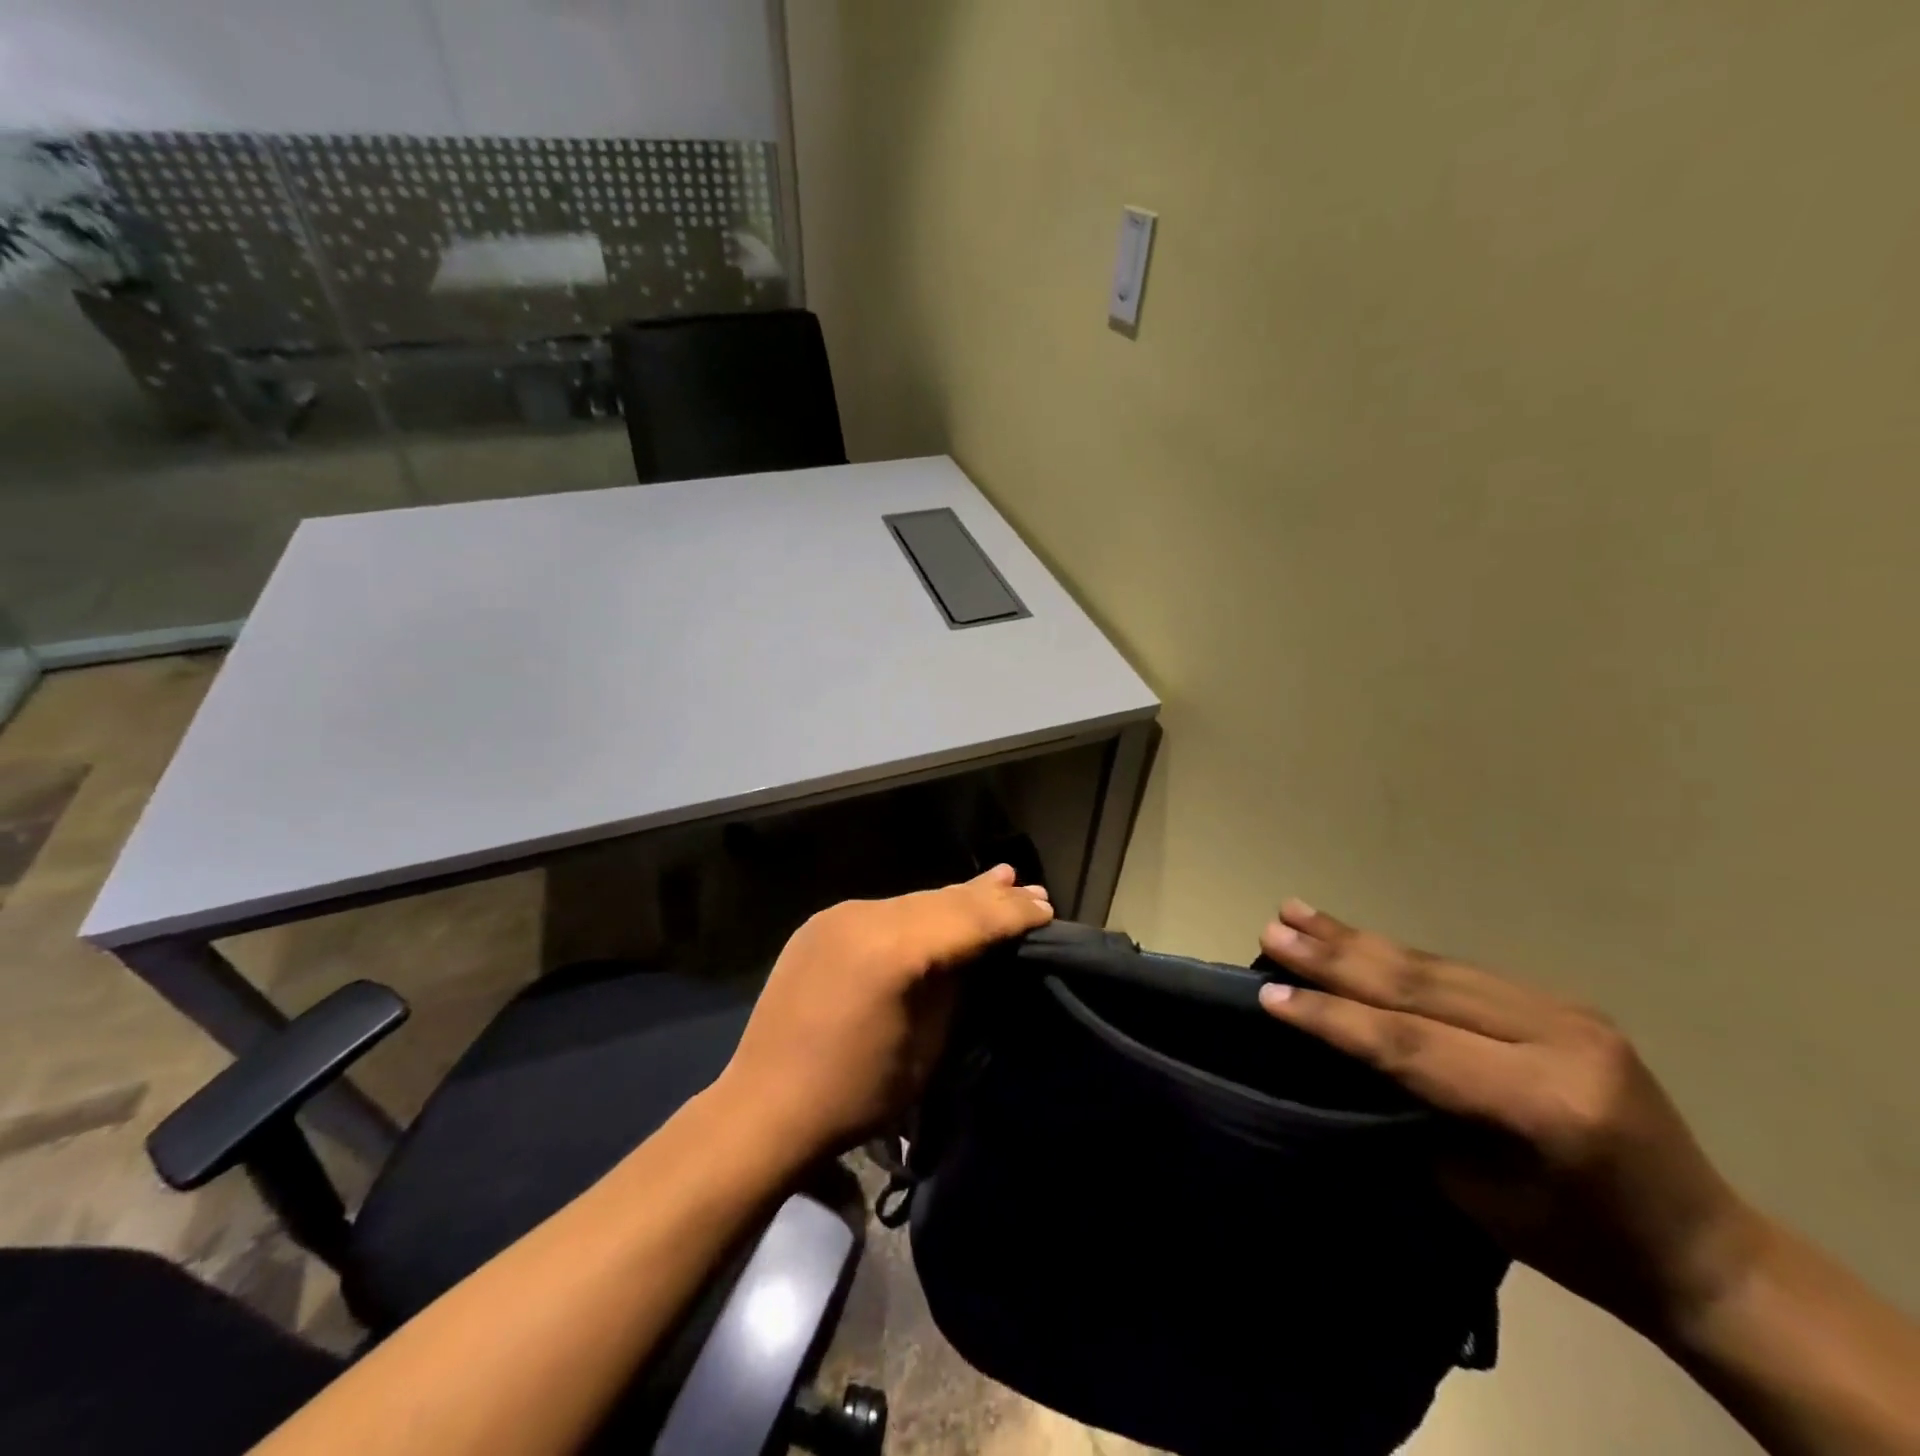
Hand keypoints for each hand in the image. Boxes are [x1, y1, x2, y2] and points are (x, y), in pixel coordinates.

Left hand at [718, 865, 1052, 1161]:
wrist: (764, 1107)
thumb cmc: (856, 1093)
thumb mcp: (926, 1047)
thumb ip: (955, 987)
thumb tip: (980, 952)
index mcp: (893, 950)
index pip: (968, 920)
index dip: (1011, 914)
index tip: (1046, 908)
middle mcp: (865, 916)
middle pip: (942, 900)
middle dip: (989, 897)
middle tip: (1032, 890)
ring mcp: (838, 915)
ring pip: (913, 902)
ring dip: (955, 899)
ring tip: (998, 881)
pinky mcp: (821, 924)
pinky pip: (884, 912)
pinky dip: (917, 912)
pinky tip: (938, 907)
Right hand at [1257, 900, 1764, 1341]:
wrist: (1704, 1248)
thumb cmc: (1582, 1244)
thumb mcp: (1481, 1195)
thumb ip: (1415, 1110)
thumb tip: (1346, 1051)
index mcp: (1546, 1102)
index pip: (1412, 1044)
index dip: (1334, 1017)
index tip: (1270, 994)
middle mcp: (1559, 1039)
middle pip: (1421, 986)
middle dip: (1336, 956)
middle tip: (1274, 927)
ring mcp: (1566, 1010)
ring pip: (1436, 966)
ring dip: (1358, 940)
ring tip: (1297, 913)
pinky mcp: (1561, 1001)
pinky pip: (1459, 971)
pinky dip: (1397, 954)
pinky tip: (1355, 938)